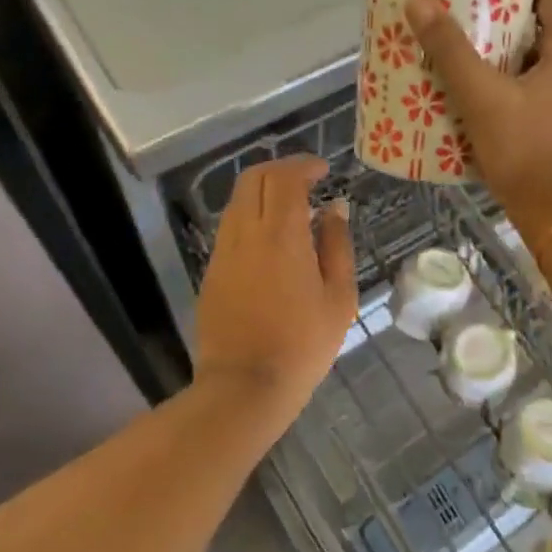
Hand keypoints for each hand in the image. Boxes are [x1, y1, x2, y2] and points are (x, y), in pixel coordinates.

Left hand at [195, 156, 356, 422]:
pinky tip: (272, 239)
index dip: (304, 165)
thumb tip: (334, 208)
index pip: (285, 178)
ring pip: (238, 201)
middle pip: (253, 179)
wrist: (245, 386)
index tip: (323, 169)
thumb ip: (337, 245)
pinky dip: (252, 216)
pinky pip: (231, 227)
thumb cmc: (303, 344)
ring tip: (292, 208)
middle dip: (280, 169)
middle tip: (306, 179)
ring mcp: (223, 252)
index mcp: (281, 236)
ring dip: (263, 192)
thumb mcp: (339, 297)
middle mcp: (246, 233)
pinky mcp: (212, 271)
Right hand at [404, 0, 551, 241]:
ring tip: (474, 41)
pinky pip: (545, 82)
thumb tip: (418, 2)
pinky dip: (518, 73)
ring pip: (547, 55)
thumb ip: (450, 50)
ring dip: (514, 44)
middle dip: (514, 9)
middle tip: (475, 4)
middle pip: (551, 22)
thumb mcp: (482, 97)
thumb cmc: (524, 150)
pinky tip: (486, 86)